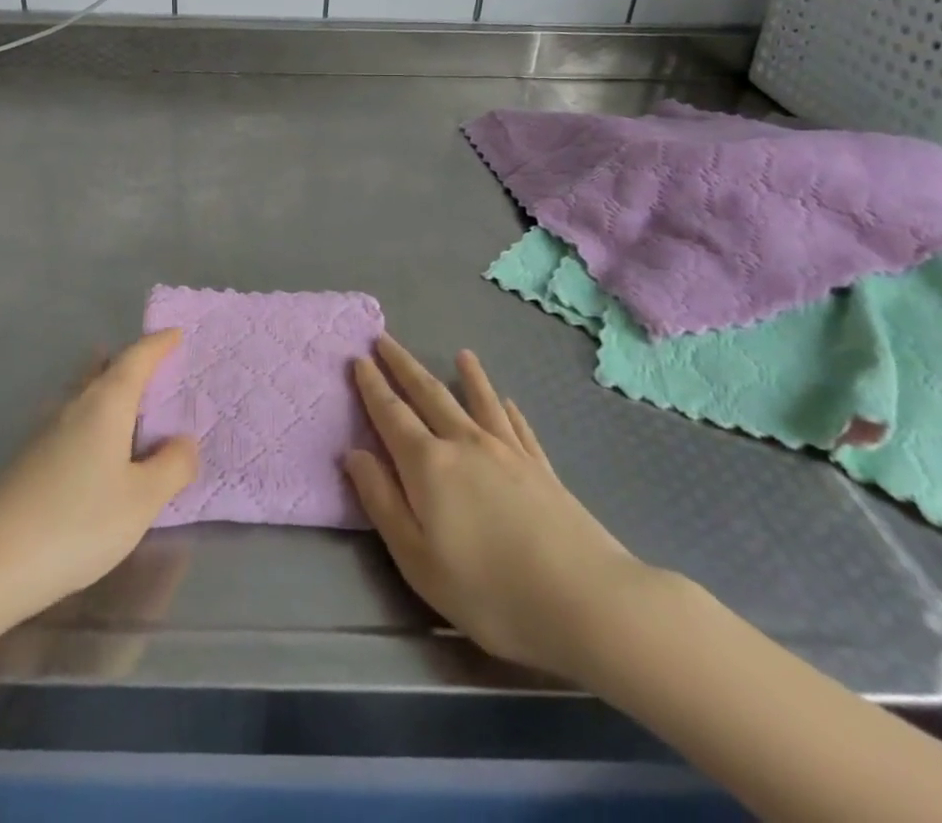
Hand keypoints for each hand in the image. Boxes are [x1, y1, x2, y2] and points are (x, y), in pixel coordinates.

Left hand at [0, 329, 196, 626]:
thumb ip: (172, 466)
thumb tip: (184, 441)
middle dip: (129, 362)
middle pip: (103, 369)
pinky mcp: (29, 460)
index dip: (158, 344)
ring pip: (83, 394)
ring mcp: (45, 432)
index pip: (136, 358)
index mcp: (106, 403)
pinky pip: (71, 421)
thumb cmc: (76, 523)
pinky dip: (93, 420)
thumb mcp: (141, 501)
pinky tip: (96, 449)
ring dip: (107, 389)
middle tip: (154, 365)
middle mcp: (74, 406)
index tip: (176, 333)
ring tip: (128, 401)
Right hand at [344, 337, 662, 681]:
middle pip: (429, 394)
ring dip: (466, 376)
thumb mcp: (418, 560)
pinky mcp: (542, 468)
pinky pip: (518, 427)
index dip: (372, 386)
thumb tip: (355, 454)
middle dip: (404, 366)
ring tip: (460, 353)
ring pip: (479, 401)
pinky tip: (507, 401)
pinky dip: (507, 409)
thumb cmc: (490, 591)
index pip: (391, 414)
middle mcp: (465, 444)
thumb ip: (382, 502)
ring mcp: (508, 452)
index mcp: (428, 465)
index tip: (358, 359)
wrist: (586, 602)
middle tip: (385, 340)